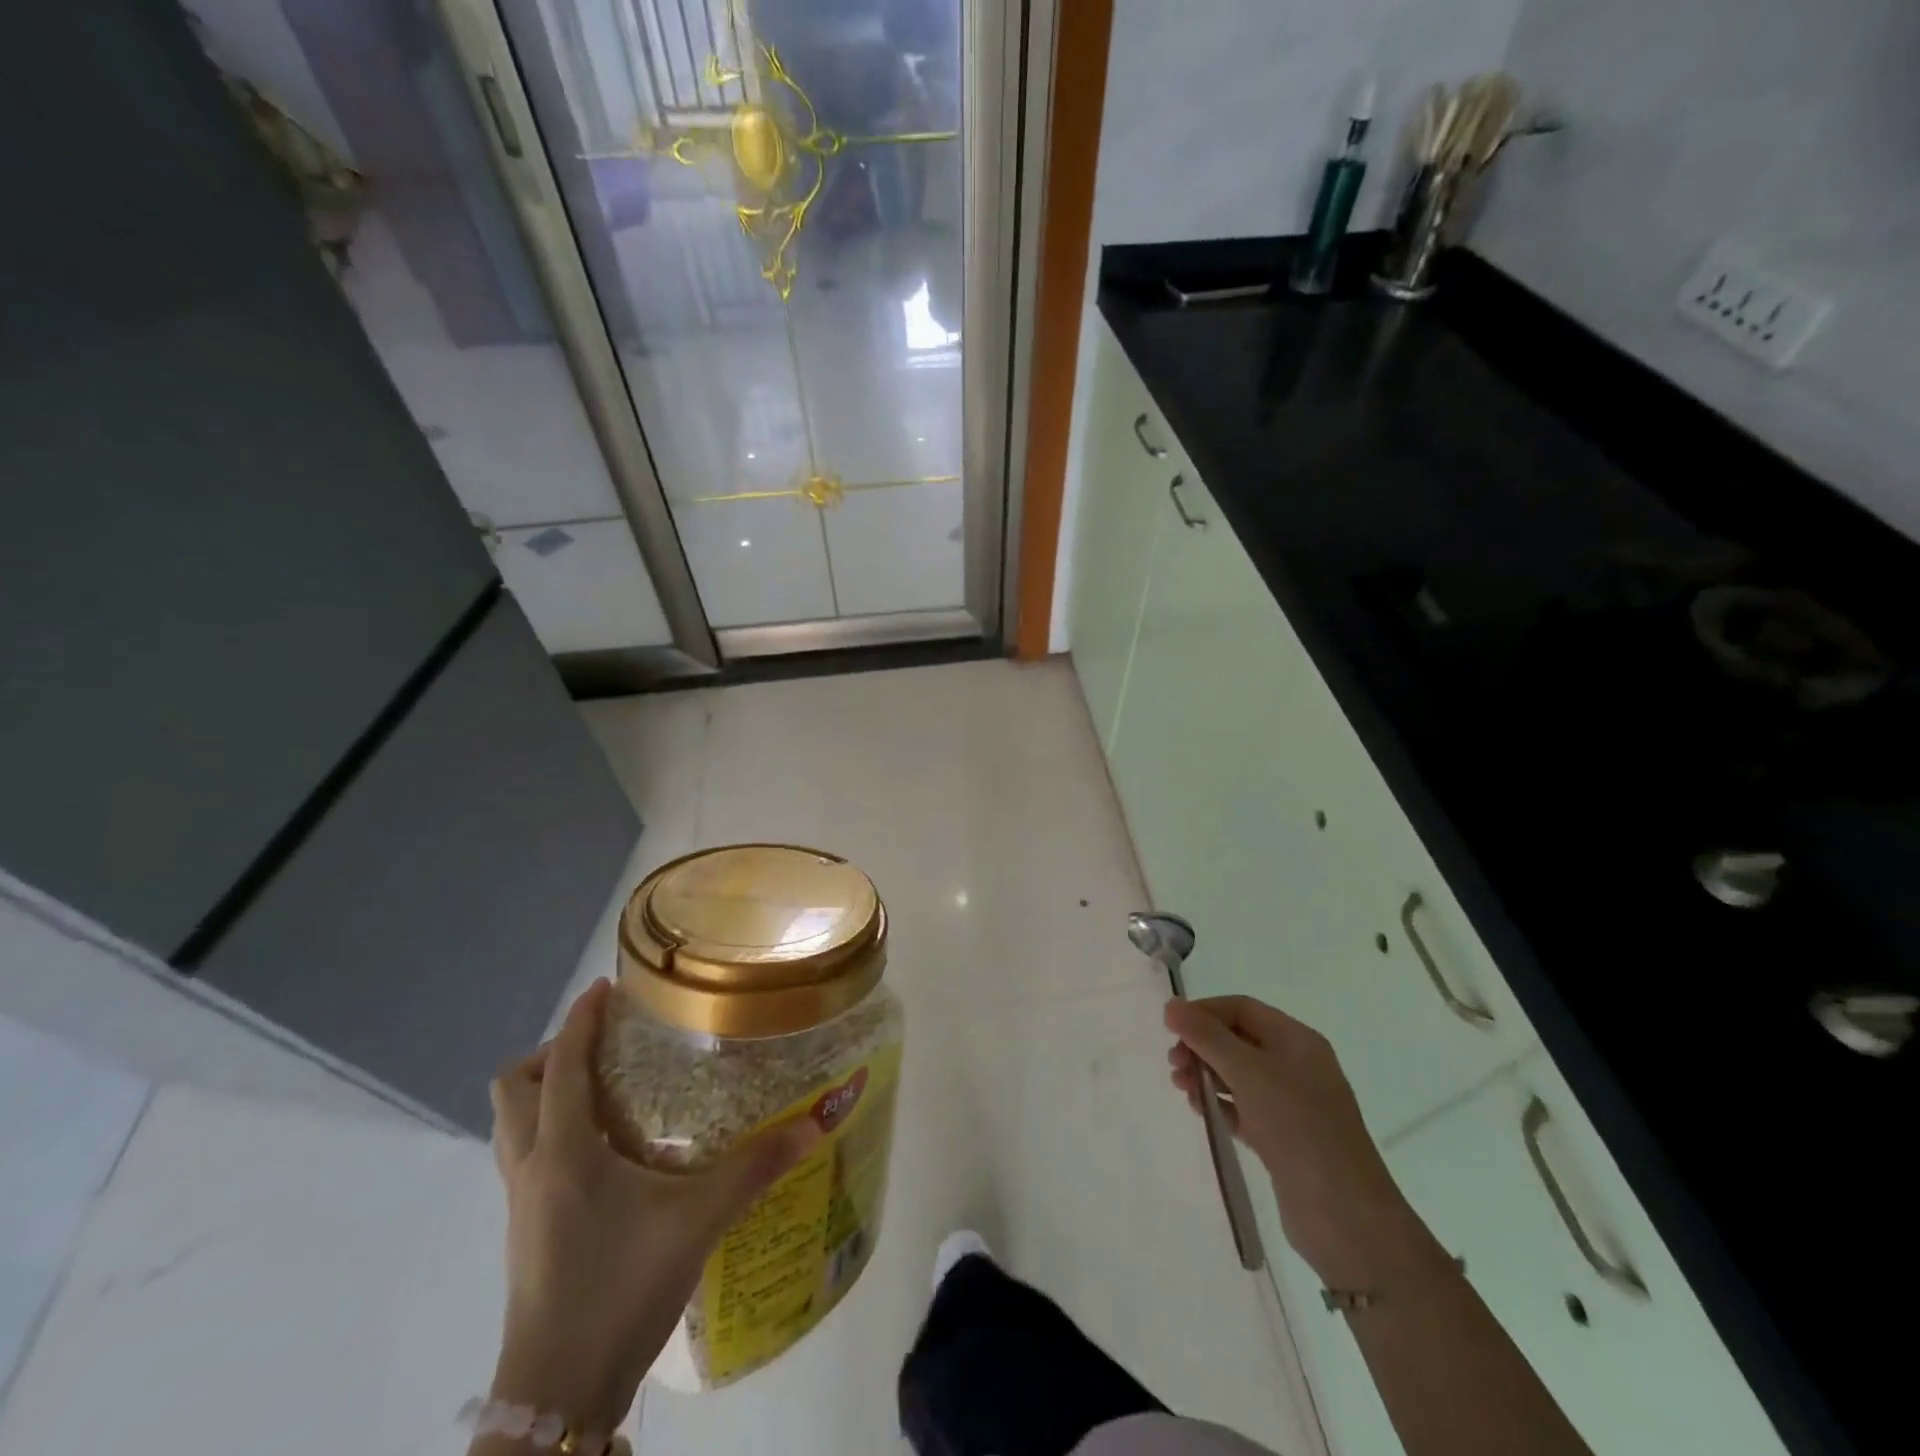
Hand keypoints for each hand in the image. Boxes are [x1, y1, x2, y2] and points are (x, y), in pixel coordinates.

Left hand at [484, 979, 819, 1433]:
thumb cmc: (621, 1289)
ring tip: (603, 1087)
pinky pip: (525, 1155)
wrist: (559, 1394)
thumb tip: (816, 1123)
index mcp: (563, 1151)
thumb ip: (757, 1167)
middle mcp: (531, 1168)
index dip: (580, 1020)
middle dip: (553, 1053)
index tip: (606, 988)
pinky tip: (604, 1149)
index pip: (562, 1066)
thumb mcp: (699, 1221)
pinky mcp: (524, 1231)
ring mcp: (520, 1203)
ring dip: (546, 1092)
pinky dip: (552, 1130)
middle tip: (606, 1046)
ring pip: (512, 1124)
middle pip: (514, 1088)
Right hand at [1165, 996, 1443, 1289]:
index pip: (1241, 1009)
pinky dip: (1220, 1105)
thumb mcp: (1248, 1072)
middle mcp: (1296, 1065)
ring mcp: (1291, 1104)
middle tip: (1174, 1065)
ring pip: (1238, 1075)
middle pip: (1237, 1040)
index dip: (1204, 1012)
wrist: (1345, 1217)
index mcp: (1296, 1040)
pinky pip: (1243, 1108)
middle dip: (1202, 1046)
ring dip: (1206, 1076)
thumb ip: (1206, 1036)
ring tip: (1182, 1090)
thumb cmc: (1298, 1127)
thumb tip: (1171, 1005)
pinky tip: (1202, 1112)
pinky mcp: (1283, 1138)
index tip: (1170, 1029)